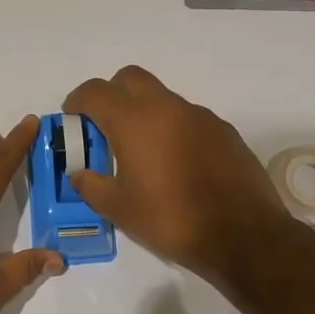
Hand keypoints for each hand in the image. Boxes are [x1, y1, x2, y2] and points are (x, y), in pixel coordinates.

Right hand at [62, 66, 286, 278]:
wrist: (241, 234)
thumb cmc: (171, 220)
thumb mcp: (119, 210)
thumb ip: (92, 186)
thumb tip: (80, 174)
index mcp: (135, 121)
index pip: (96, 92)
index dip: (78, 101)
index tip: (72, 117)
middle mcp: (168, 107)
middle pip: (131, 79)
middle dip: (112, 94)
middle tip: (104, 126)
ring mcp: (200, 116)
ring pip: (162, 98)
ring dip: (145, 113)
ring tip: (141, 152)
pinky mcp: (224, 131)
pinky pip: (188, 118)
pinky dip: (172, 129)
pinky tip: (175, 164)